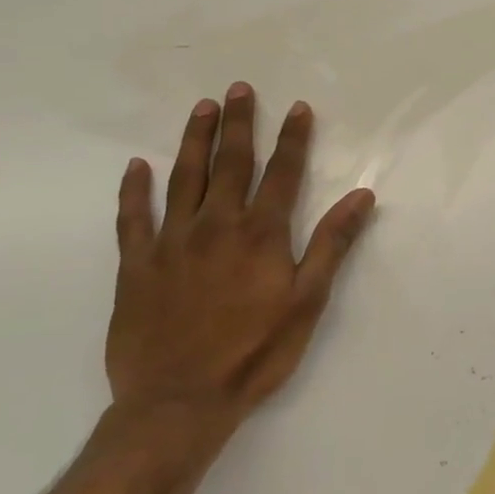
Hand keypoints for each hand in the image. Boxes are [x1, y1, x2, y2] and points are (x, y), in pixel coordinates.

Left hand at [108, 82, 374, 438]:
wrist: (178, 404)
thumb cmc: (255, 353)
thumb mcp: (308, 302)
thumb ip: (332, 244)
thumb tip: (362, 196)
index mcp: (261, 234)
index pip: (282, 173)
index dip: (293, 138)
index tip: (298, 107)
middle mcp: (216, 226)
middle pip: (231, 163)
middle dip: (239, 124)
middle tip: (240, 88)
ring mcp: (171, 243)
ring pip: (183, 179)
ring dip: (194, 141)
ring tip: (202, 108)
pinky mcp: (136, 267)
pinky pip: (132, 219)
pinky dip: (133, 191)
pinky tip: (136, 167)